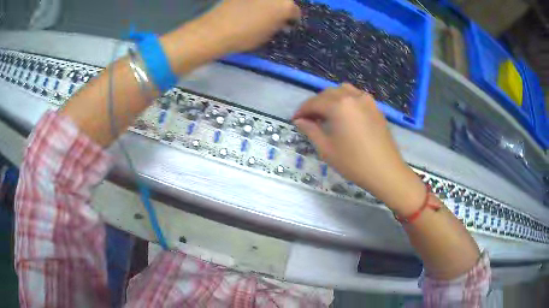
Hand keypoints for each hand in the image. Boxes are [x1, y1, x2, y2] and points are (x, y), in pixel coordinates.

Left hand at [201, 0, 300, 52]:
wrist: (217, 29)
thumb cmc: (246, 36)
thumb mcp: (268, 35)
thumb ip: (278, 26)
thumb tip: (282, 22)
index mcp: (286, 6)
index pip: (295, 11)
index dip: (291, 19)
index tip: (287, 24)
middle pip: (283, 1)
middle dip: (280, 8)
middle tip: (274, 17)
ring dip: (268, 4)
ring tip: (261, 12)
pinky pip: (254, 0)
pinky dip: (255, 3)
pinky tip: (249, 8)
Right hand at [292, 84, 425, 214]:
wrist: (385, 171)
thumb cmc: (353, 163)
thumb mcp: (326, 149)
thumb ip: (311, 130)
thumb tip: (299, 120)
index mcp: (338, 105)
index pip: (314, 102)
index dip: (302, 110)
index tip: (295, 120)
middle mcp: (352, 96)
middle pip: (327, 93)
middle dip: (315, 104)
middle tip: (309, 119)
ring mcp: (366, 100)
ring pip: (342, 91)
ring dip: (330, 99)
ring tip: (326, 114)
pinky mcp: (375, 107)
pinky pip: (356, 96)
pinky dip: (345, 100)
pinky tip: (344, 114)